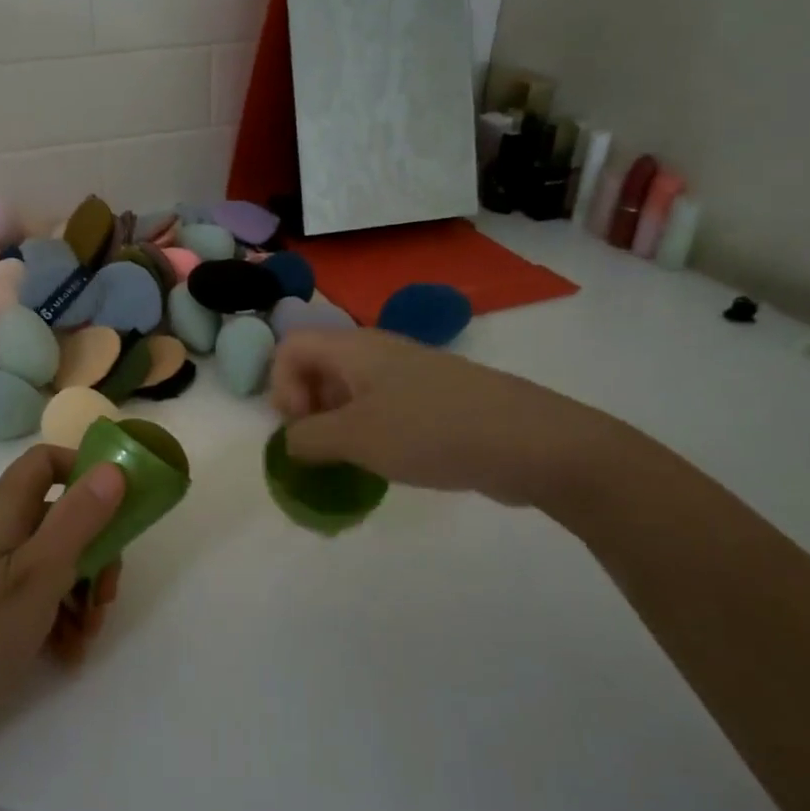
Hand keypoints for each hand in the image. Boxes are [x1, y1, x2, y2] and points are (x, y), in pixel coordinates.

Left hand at [0, 446, 126, 732]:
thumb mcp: (40, 573)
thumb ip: (80, 518)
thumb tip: (113, 466)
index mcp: (3, 508)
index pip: (47, 461)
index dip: (85, 472)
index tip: (120, 507)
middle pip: (58, 515)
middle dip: (94, 552)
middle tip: (108, 597)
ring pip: (50, 558)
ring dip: (80, 591)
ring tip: (88, 637)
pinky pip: (30, 590)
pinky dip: (55, 614)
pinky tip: (67, 653)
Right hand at [270, 328, 610, 507]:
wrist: (529, 441)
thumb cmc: (430, 431)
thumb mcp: (355, 438)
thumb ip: (307, 439)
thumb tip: (291, 442)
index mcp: (354, 348)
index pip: (290, 347)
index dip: (280, 386)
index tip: (301, 428)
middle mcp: (378, 352)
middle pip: (318, 367)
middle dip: (307, 408)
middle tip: (321, 450)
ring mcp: (409, 375)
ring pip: (351, 390)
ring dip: (338, 425)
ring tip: (351, 463)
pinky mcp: (433, 399)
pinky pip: (383, 407)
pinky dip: (370, 432)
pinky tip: (388, 463)